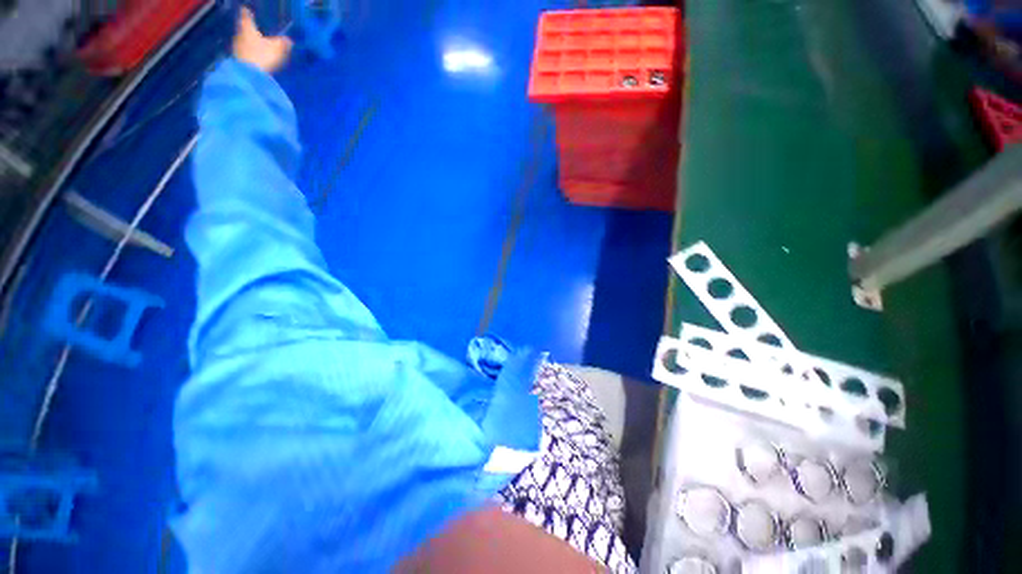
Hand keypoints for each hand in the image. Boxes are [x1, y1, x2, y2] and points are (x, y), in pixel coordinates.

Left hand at [233, 7, 292, 72]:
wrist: (248, 74)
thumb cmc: (262, 55)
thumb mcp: (277, 49)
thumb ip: (283, 43)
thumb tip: (289, 40)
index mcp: (248, 28)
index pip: (246, 16)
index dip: (247, 12)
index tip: (247, 9)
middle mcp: (240, 34)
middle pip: (244, 29)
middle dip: (249, 29)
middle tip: (254, 28)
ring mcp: (237, 47)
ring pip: (244, 40)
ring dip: (250, 42)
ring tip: (257, 44)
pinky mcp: (238, 59)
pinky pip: (245, 52)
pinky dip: (250, 52)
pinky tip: (256, 56)